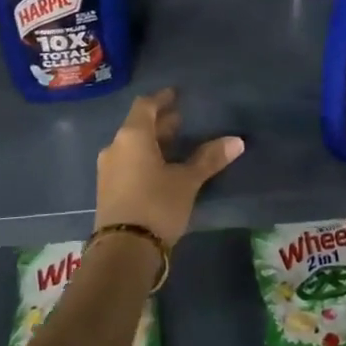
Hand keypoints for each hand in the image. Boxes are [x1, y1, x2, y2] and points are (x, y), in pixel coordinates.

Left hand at [95, 89, 243, 244]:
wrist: (123, 251)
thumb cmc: (156, 204)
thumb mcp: (187, 181)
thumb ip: (209, 159)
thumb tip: (237, 141)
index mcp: (132, 136)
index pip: (145, 105)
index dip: (161, 99)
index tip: (176, 95)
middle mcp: (115, 147)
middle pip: (137, 126)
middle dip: (159, 122)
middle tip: (181, 120)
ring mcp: (108, 170)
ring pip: (132, 146)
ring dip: (152, 142)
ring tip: (175, 145)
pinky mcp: (108, 190)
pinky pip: (127, 163)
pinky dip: (144, 158)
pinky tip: (161, 169)